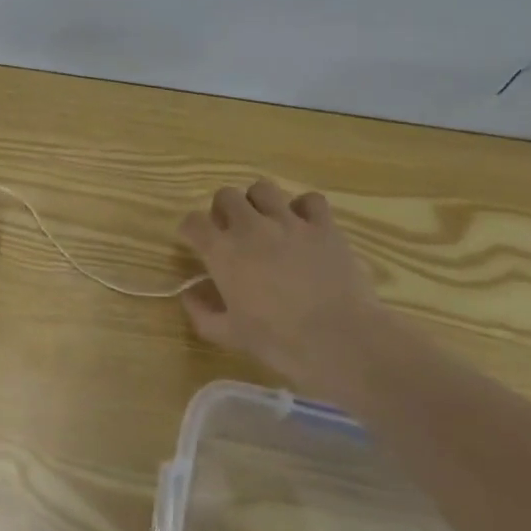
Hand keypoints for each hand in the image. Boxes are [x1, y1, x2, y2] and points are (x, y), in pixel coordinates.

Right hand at [178, 181, 379, 402]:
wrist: (340, 341)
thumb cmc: (280, 342)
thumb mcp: (230, 335)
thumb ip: (202, 313)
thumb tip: (189, 295)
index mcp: (223, 252)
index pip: (193, 222)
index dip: (191, 230)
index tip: (195, 242)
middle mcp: (250, 227)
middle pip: (226, 195)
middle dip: (223, 210)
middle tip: (231, 232)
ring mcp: (289, 222)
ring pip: (263, 188)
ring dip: (258, 202)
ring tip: (265, 222)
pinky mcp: (323, 226)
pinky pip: (310, 200)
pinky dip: (304, 208)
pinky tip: (304, 226)